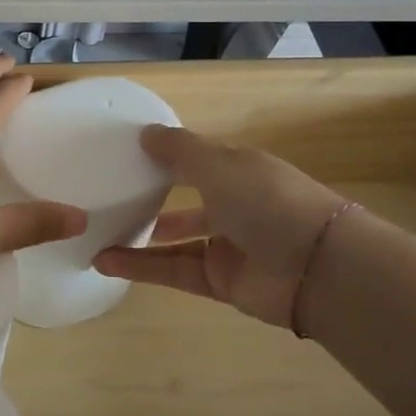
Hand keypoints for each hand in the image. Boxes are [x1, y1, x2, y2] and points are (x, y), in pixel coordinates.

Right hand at [93, 126, 354, 328]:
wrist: (317, 268)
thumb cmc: (267, 200)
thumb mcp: (219, 164)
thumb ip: (179, 150)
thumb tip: (144, 133)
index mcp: (239, 171)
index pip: (198, 160)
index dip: (166, 156)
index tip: (126, 155)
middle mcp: (234, 205)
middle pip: (187, 201)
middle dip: (153, 199)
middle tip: (110, 197)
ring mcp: (228, 246)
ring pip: (175, 241)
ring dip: (139, 238)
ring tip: (98, 233)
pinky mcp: (219, 282)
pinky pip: (173, 271)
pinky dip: (141, 267)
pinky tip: (105, 261)